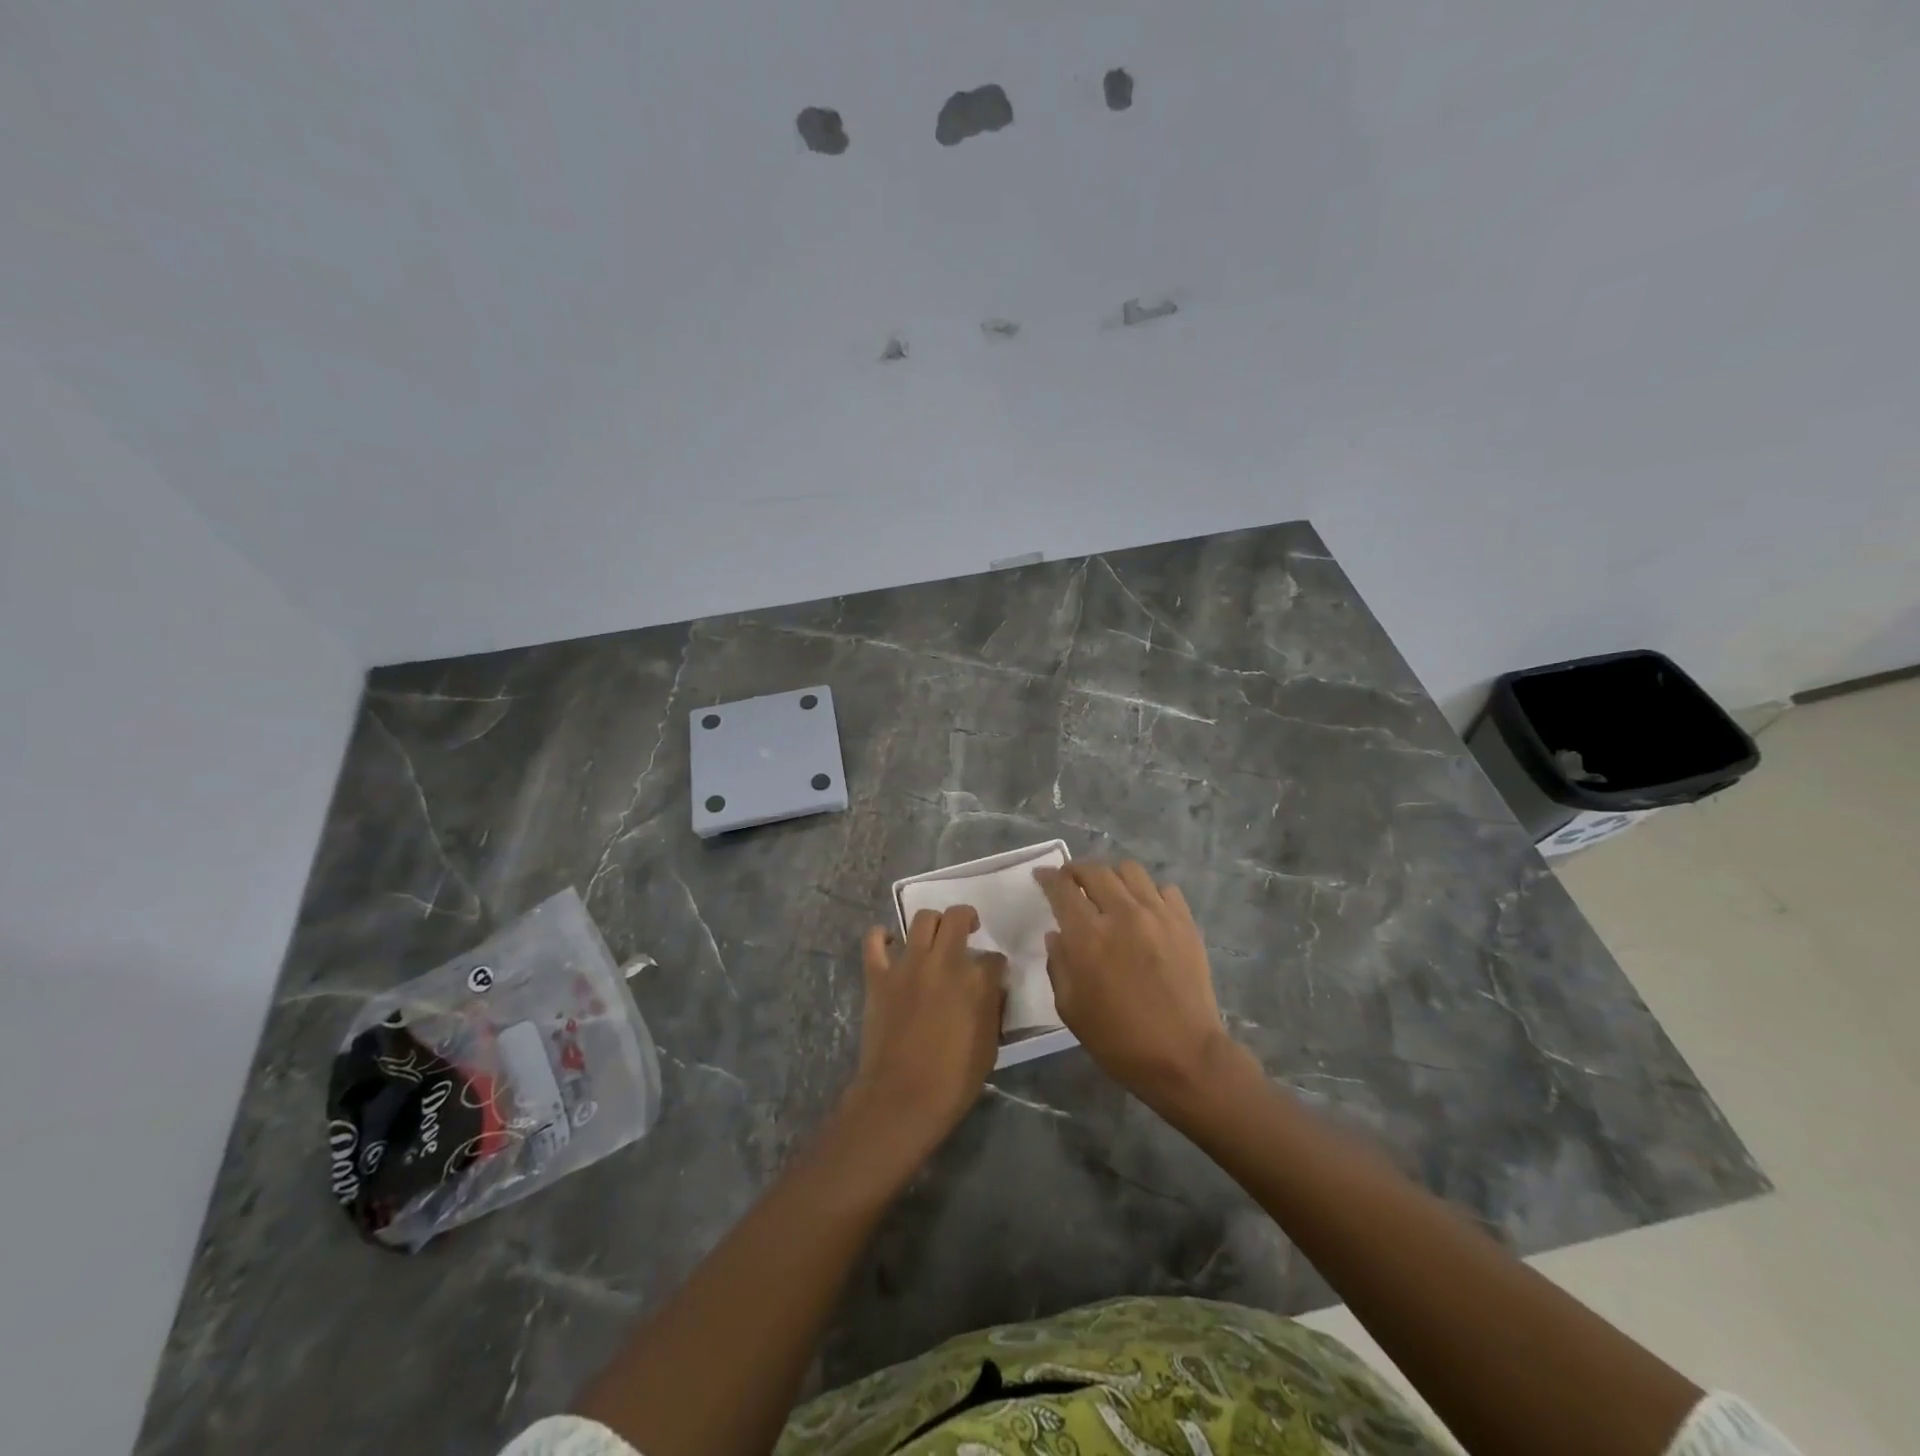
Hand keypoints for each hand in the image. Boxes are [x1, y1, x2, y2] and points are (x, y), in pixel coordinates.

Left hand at [844, 907, 1006, 1154]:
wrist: (902, 1097)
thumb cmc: (953, 1080)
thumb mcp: (989, 1046)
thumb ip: (992, 1008)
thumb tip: (993, 987)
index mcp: (976, 981)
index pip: (994, 958)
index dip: (996, 965)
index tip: (993, 975)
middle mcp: (944, 962)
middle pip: (958, 917)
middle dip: (967, 918)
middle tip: (968, 930)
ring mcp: (908, 965)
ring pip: (922, 919)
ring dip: (933, 923)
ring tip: (934, 936)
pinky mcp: (879, 975)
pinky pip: (875, 940)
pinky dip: (883, 936)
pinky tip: (891, 943)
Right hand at [1035, 861, 1234, 1104]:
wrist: (1185, 1056)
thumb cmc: (1119, 1040)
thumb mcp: (1071, 1010)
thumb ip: (1058, 965)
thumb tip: (1056, 935)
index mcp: (1088, 937)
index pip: (1062, 889)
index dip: (1048, 877)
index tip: (1041, 875)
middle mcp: (1122, 914)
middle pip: (1095, 871)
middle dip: (1076, 871)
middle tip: (1071, 881)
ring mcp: (1158, 914)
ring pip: (1130, 870)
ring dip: (1112, 876)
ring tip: (1109, 891)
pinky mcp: (1185, 922)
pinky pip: (1164, 889)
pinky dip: (1149, 892)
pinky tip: (1145, 910)